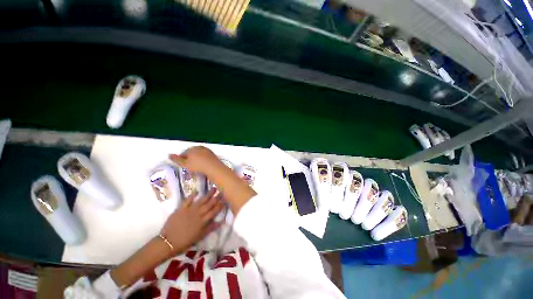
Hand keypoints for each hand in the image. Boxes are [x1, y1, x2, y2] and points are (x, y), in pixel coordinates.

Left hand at [160, 189, 223, 254]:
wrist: (167, 242)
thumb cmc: (185, 241)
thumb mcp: (200, 236)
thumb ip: (210, 228)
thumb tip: (221, 222)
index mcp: (203, 221)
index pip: (214, 211)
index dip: (220, 205)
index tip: (225, 200)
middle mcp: (198, 213)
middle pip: (209, 204)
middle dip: (216, 197)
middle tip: (222, 191)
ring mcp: (189, 210)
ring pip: (201, 200)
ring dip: (208, 194)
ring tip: (214, 188)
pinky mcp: (181, 209)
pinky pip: (187, 200)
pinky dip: (192, 196)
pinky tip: (196, 192)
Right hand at [169, 146, 225, 175]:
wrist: (213, 166)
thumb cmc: (197, 166)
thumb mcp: (185, 164)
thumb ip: (177, 160)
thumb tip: (168, 155)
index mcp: (191, 149)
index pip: (183, 153)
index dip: (182, 159)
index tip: (183, 165)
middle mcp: (198, 147)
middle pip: (191, 152)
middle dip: (189, 157)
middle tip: (189, 165)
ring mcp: (206, 150)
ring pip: (198, 153)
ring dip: (196, 157)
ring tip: (196, 165)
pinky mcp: (212, 153)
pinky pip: (205, 155)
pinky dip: (203, 158)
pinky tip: (203, 163)